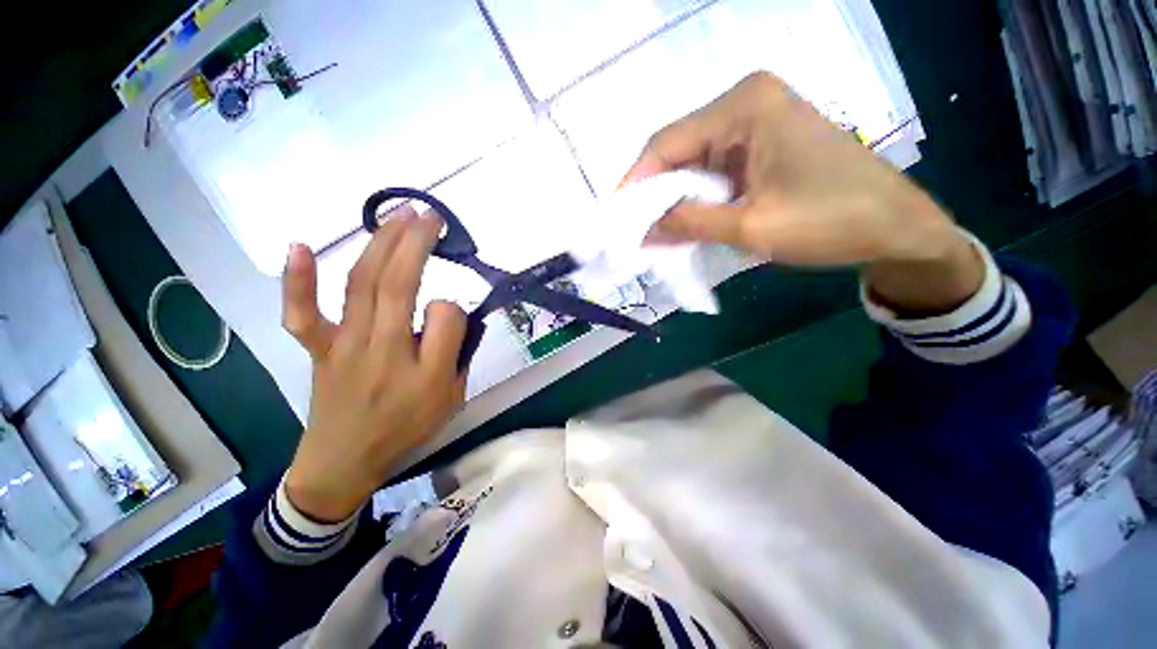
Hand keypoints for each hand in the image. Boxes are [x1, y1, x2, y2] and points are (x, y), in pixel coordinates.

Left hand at [280, 208, 466, 521]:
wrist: (345, 461)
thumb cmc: (405, 429)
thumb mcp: (449, 398)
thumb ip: (456, 352)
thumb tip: (446, 309)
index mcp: (419, 368)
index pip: (443, 317)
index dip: (453, 309)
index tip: (454, 315)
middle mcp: (378, 347)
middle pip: (396, 283)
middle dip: (416, 242)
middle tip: (432, 214)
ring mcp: (342, 343)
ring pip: (360, 284)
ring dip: (380, 243)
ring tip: (399, 214)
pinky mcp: (318, 346)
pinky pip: (302, 313)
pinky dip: (298, 279)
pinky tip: (300, 245)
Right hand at [622, 72, 983, 313]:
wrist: (895, 227)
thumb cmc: (831, 221)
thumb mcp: (750, 227)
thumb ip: (688, 224)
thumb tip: (641, 231)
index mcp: (744, 106)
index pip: (666, 143)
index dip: (635, 184)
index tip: (614, 218)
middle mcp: (746, 104)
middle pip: (679, 151)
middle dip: (654, 195)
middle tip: (631, 231)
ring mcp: (756, 123)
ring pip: (694, 164)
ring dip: (675, 200)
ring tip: (653, 233)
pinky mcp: (762, 145)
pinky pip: (714, 172)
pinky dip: (697, 199)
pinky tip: (686, 223)